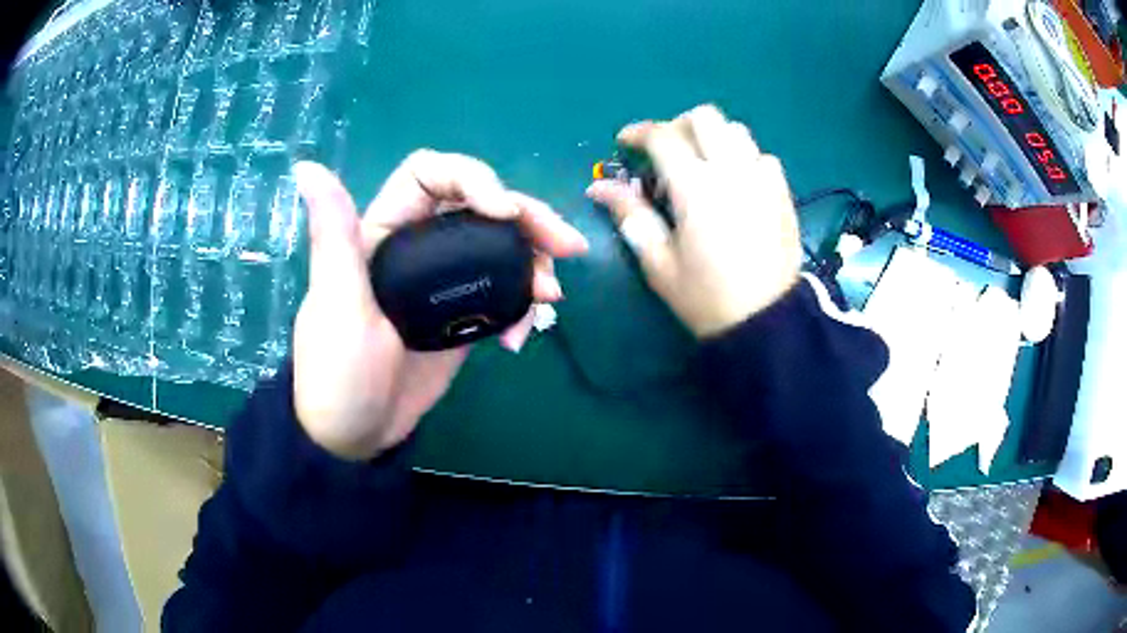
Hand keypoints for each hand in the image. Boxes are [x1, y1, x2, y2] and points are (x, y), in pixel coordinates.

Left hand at [291, 151, 587, 459]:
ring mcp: (445, 283)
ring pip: (501, 247)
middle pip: (481, 206)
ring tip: (550, 297)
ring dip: (535, 262)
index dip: (472, 178)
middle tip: (565, 246)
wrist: (357, 435)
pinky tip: (519, 338)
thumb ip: (333, 236)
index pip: (431, 176)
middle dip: (529, 218)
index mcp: (383, 231)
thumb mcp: (335, 303)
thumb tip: (306, 167)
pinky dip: (522, 307)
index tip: (503, 212)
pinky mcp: (463, 316)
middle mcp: (419, 246)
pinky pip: (504, 293)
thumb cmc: (337, 372)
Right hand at [587, 104, 801, 337]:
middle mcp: (732, 171)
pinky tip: (735, 185)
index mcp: (696, 188)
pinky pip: (762, 157)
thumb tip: (599, 188)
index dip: (638, 132)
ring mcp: (763, 179)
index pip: (663, 136)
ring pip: (737, 131)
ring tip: (702, 166)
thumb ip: (630, 216)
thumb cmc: (705, 297)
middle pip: (705, 117)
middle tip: (666, 153)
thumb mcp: (659, 262)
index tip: (625, 142)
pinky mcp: (782, 193)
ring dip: (713, 138)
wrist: (765, 321)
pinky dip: (743, 159)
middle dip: (678, 126)